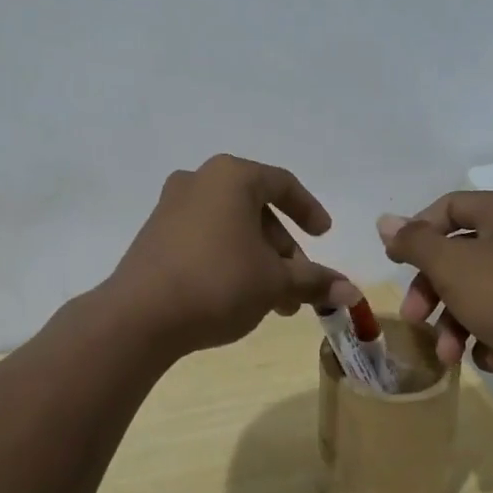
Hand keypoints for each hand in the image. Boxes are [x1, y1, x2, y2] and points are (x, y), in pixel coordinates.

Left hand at [107, 155, 352, 358]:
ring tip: (274, 302)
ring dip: (258, 260)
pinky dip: (229, 259)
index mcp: (231, 176)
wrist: (140, 316)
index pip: (282, 184)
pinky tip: (239, 297)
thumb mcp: (274, 282)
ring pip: (230, 227)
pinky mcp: (154, 234)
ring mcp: (171, 206)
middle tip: (298, 283)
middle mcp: (199, 180)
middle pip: (256, 209)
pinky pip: (204, 238)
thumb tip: (353, 292)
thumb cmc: (218, 282)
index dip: (308, 210)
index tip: (324, 235)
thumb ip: (314, 281)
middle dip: (282, 249)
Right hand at [377, 190, 492, 392]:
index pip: (448, 207)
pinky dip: (490, 336)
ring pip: (480, 289)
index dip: (416, 234)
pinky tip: (491, 360)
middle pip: (460, 253)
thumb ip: (415, 242)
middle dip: (433, 291)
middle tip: (414, 319)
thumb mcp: (453, 267)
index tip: (395, 265)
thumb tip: (386, 221)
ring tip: (448, 355)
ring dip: (456, 322)